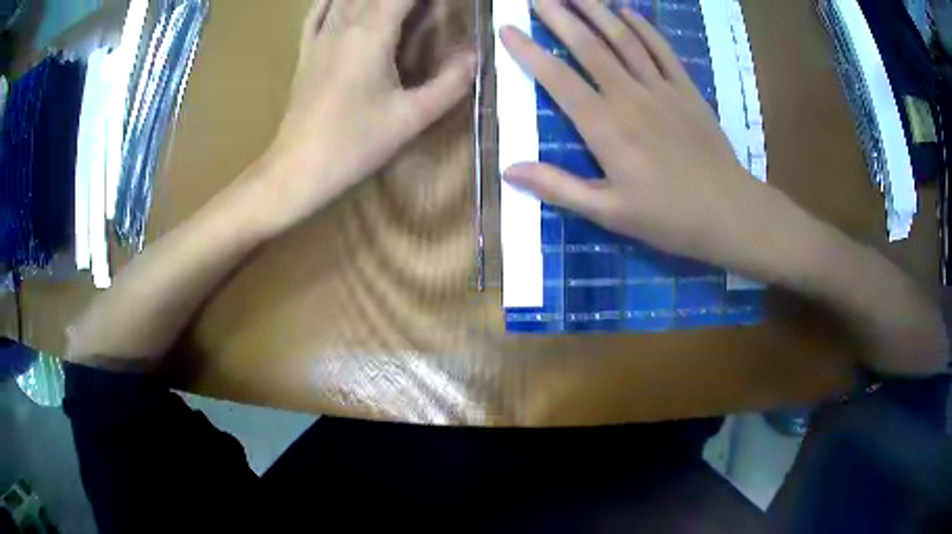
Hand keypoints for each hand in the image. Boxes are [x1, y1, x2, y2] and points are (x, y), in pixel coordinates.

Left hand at [256, 0, 475, 235]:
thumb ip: (449, 84)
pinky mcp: (305, 52)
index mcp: (372, 34)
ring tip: (398, 6)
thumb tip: (476, 56)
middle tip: (426, 7)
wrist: (297, 170)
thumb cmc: (353, 145)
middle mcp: (344, 25)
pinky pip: (317, 12)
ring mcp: (320, 37)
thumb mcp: (410, 118)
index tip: (449, 1)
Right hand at [501, 0, 779, 270]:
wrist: (729, 213)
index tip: (508, 29)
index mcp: (605, 127)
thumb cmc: (668, 217)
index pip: (557, 79)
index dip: (529, 52)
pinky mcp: (687, 91)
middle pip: (588, 47)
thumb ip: (558, 187)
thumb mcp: (608, 213)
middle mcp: (628, 96)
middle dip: (559, 17)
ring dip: (596, 12)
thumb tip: (509, 170)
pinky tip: (628, 11)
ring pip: (623, 39)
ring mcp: (661, 89)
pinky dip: (644, 28)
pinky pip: (662, 50)